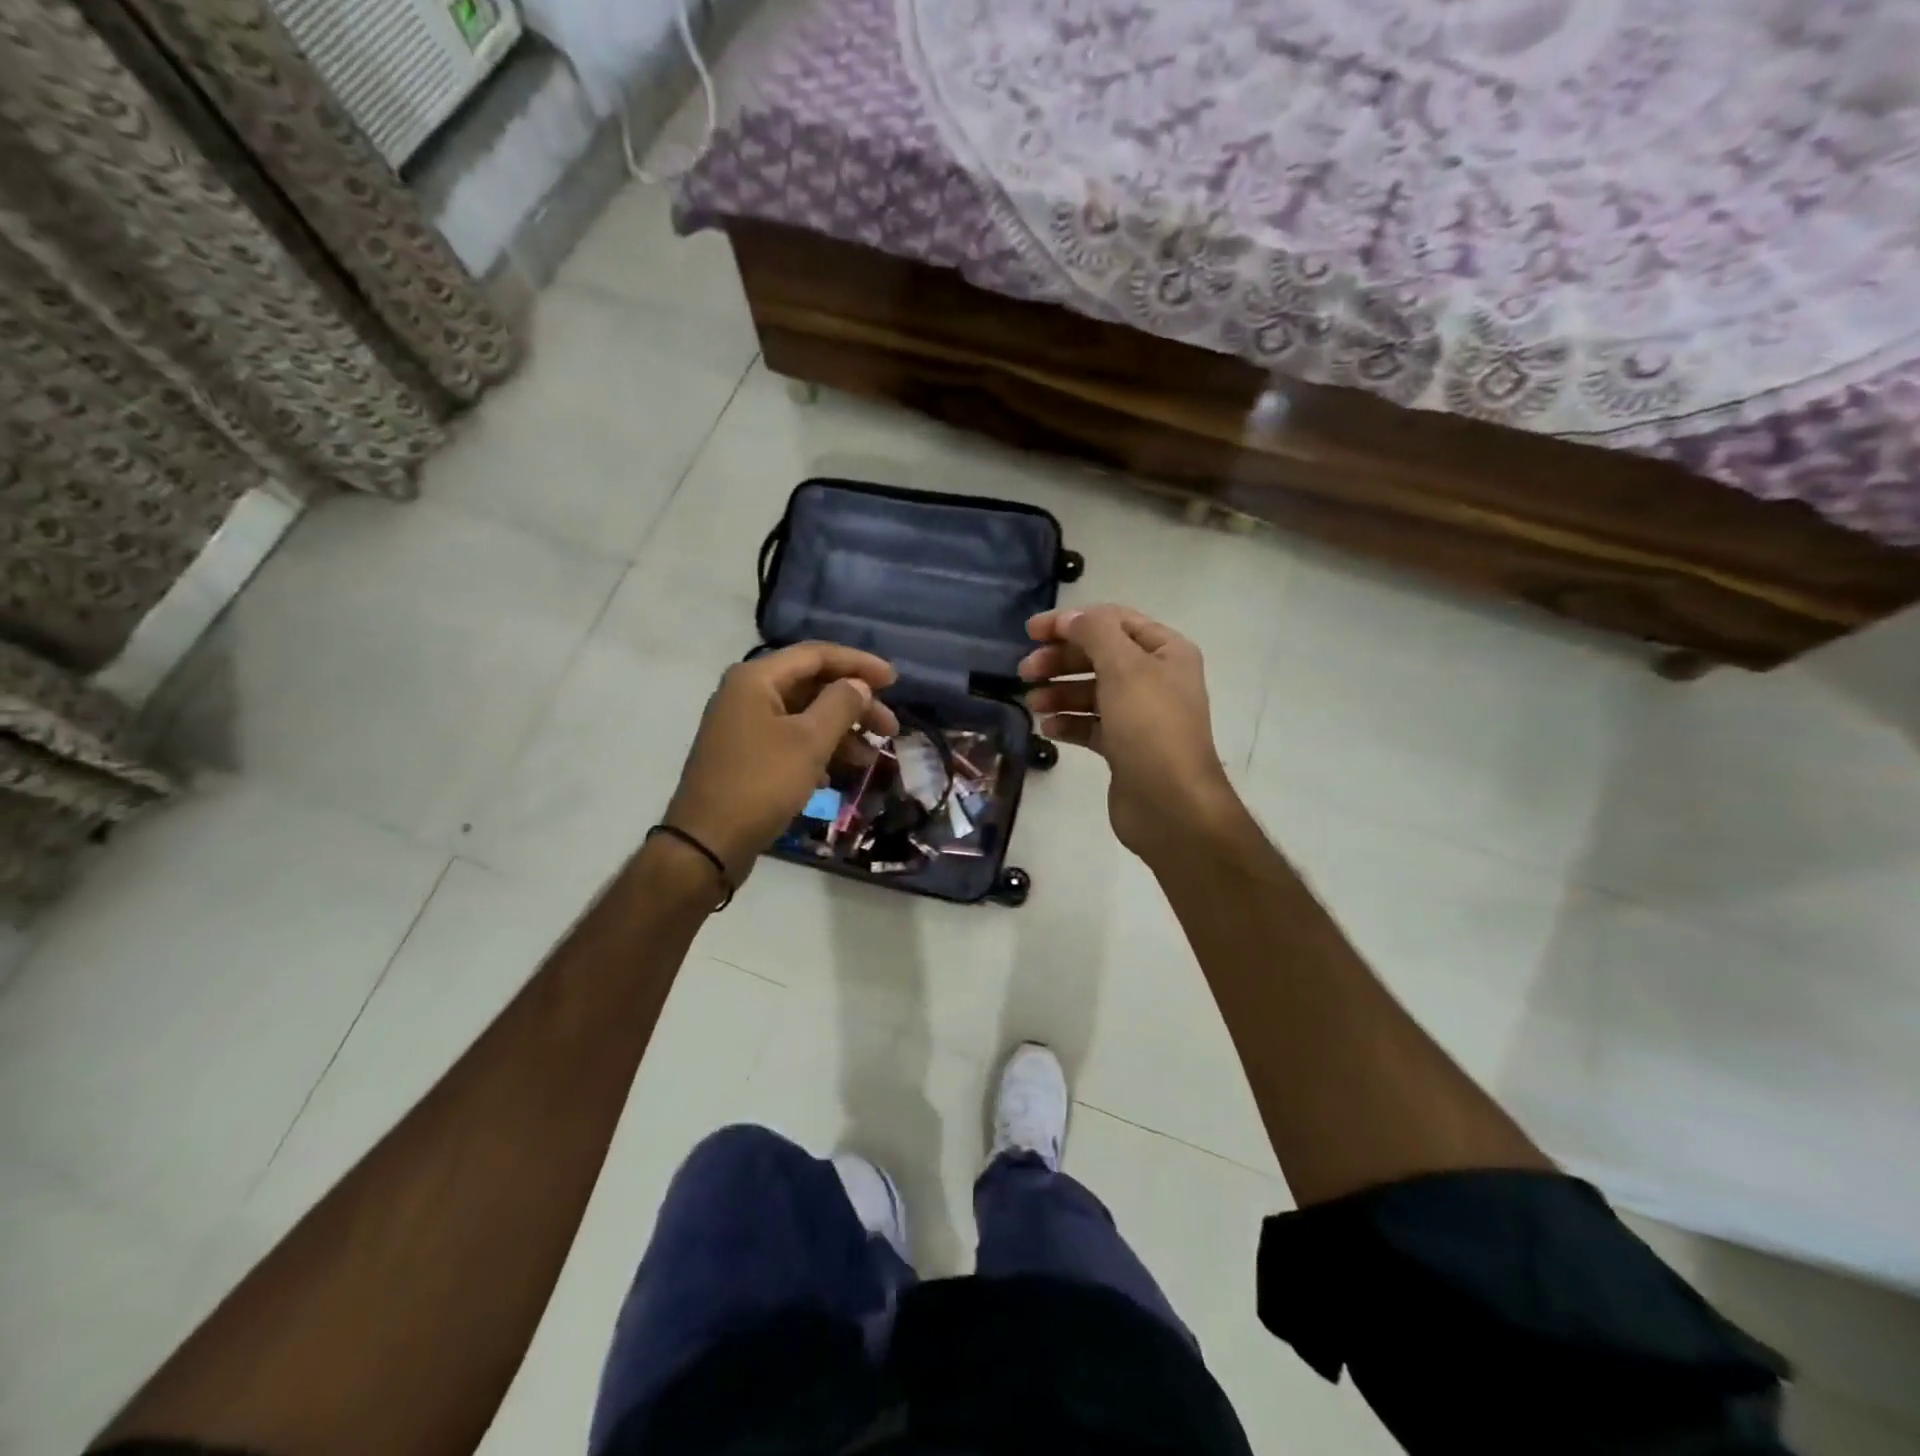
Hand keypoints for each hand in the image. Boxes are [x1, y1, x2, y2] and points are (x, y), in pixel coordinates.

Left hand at [664, 643, 898, 883]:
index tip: (894, 681)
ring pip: (803, 716)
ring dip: (840, 732)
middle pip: (812, 685)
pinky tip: (834, 776)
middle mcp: (746, 694)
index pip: (816, 655)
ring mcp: (743, 726)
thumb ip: (841, 705)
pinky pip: (789, 740)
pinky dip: (817, 751)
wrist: (707, 842)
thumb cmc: (762, 783)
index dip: (858, 663)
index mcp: (757, 679)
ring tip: (871, 757)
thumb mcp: (809, 741)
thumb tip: (858, 685)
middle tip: (890, 727)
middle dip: (855, 704)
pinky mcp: (745, 756)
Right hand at [1019, 605, 1241, 862]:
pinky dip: (1069, 723)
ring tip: (1033, 703)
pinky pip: (1091, 725)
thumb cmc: (1149, 726)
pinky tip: (1049, 729)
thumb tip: (1071, 618)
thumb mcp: (1123, 667)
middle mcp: (1156, 679)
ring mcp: (1141, 715)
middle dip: (1061, 660)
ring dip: (1060, 693)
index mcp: (1166, 652)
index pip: (1114, 621)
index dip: (1071, 621)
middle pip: (1099, 656)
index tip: (1031, 632)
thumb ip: (1095, 632)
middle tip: (1025, 671)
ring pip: (1092, 692)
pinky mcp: (1125, 747)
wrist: (1170, 804)